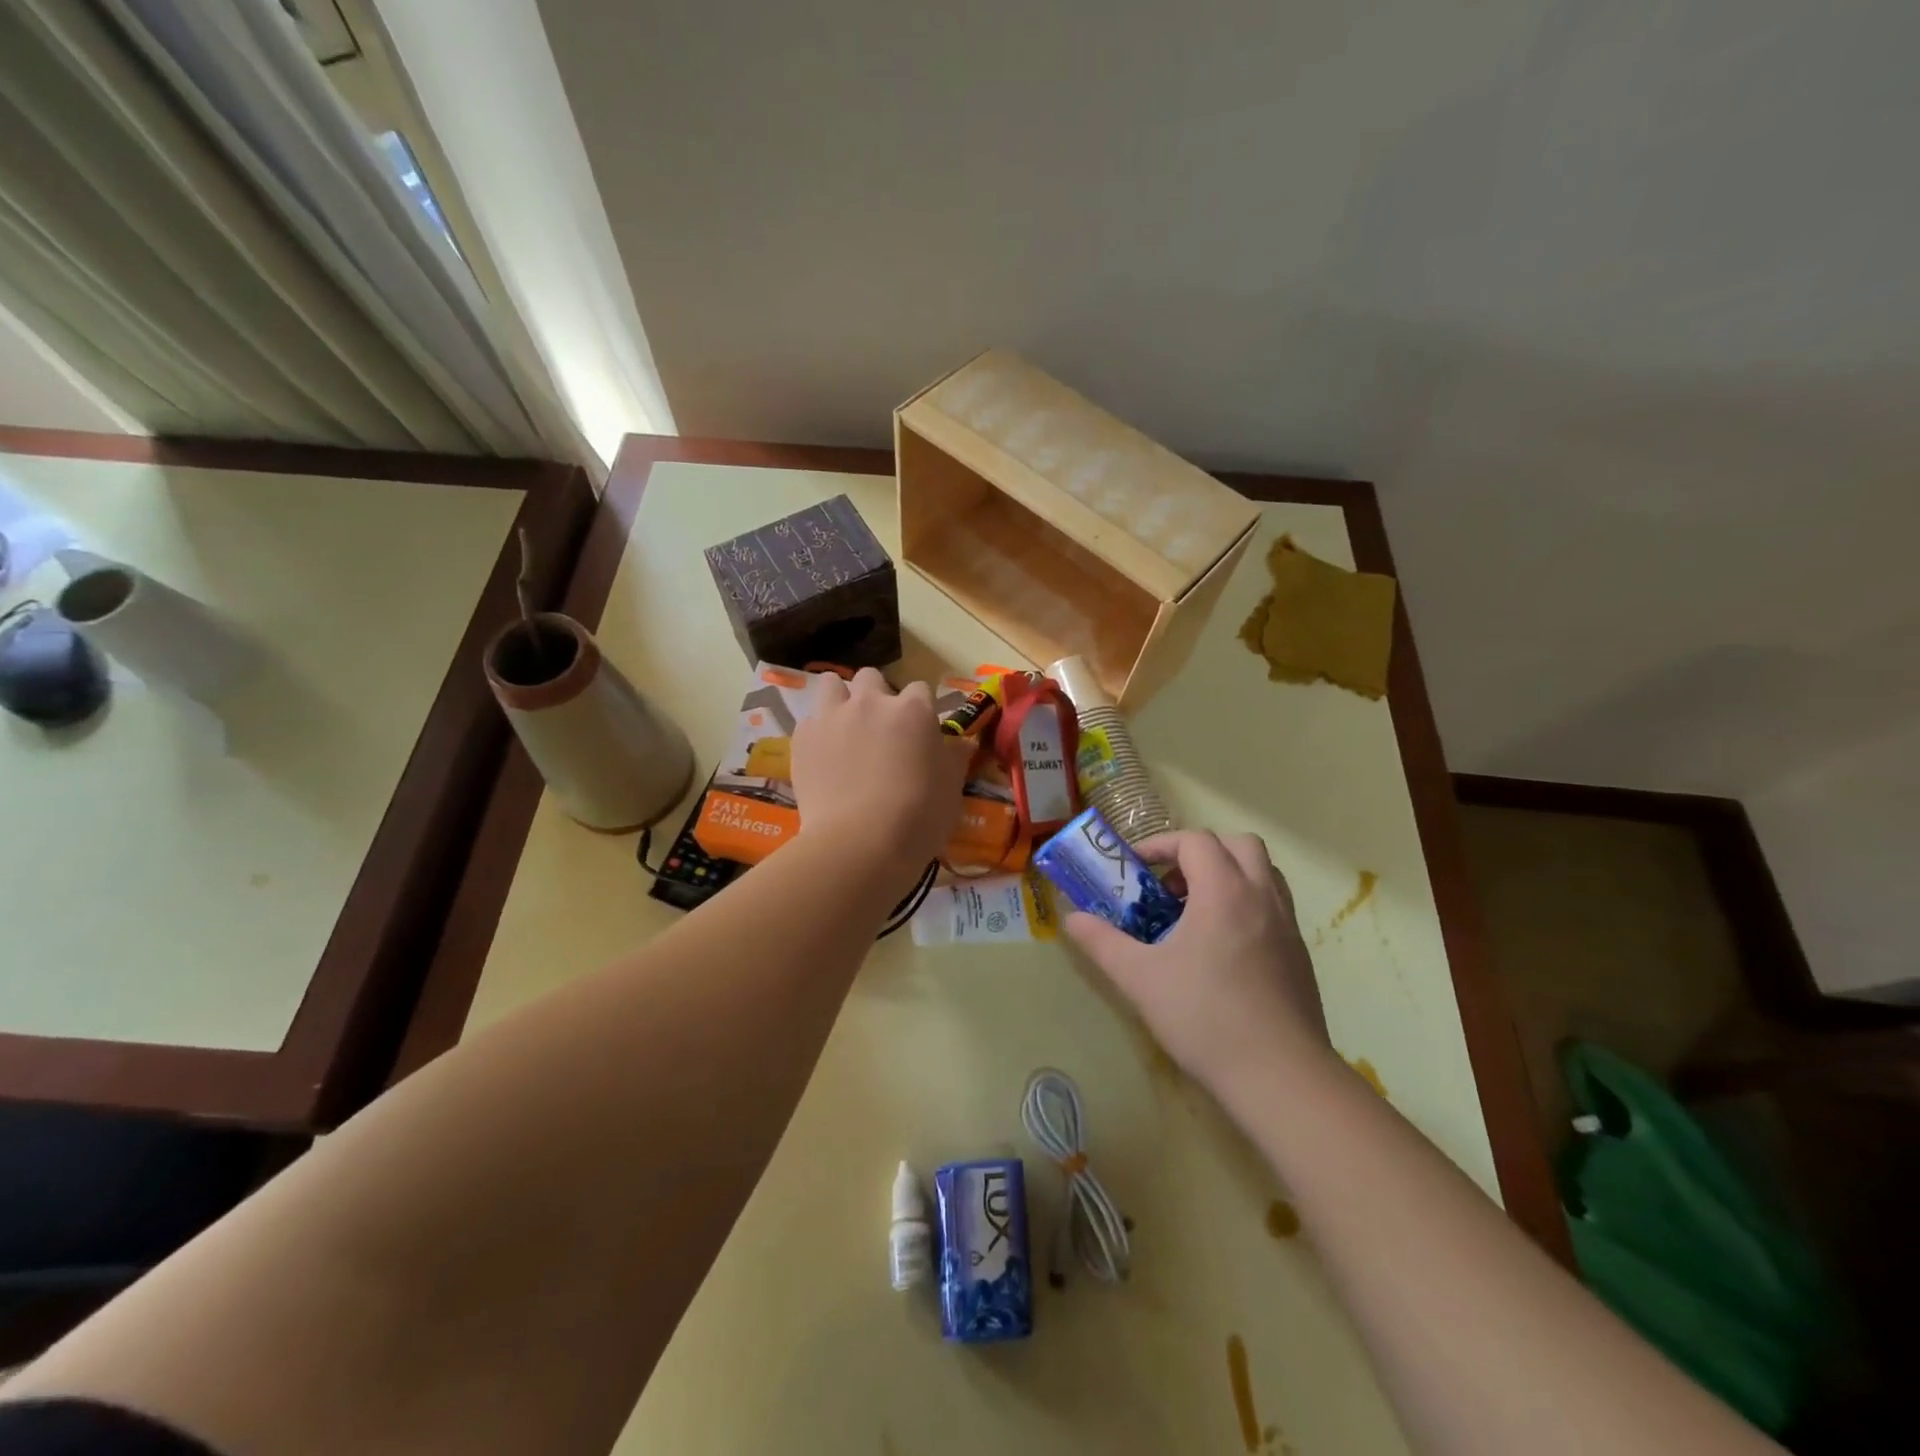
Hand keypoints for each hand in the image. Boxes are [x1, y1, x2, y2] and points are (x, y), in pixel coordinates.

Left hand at [790, 668, 974, 890]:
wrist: (859, 844)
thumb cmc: (918, 817)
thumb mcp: (951, 788)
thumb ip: (954, 757)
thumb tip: (961, 743)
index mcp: (913, 710)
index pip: (920, 690)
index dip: (920, 710)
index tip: (920, 732)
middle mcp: (871, 702)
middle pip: (872, 678)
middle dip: (876, 695)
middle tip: (880, 728)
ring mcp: (833, 716)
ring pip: (832, 684)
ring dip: (840, 699)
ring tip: (844, 727)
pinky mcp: (803, 738)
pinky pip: (809, 719)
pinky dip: (818, 732)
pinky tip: (823, 756)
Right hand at [1064, 831, 1331, 1089]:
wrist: (1280, 1076)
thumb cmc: (1204, 1017)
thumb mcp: (1140, 978)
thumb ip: (1102, 942)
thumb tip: (1071, 919)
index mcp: (1224, 891)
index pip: (1195, 841)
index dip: (1161, 845)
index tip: (1136, 869)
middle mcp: (1261, 896)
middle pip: (1238, 844)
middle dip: (1201, 852)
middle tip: (1171, 884)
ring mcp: (1287, 925)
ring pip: (1262, 872)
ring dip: (1228, 874)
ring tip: (1195, 910)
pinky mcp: (1299, 954)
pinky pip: (1273, 905)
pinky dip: (1246, 903)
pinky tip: (1222, 946)